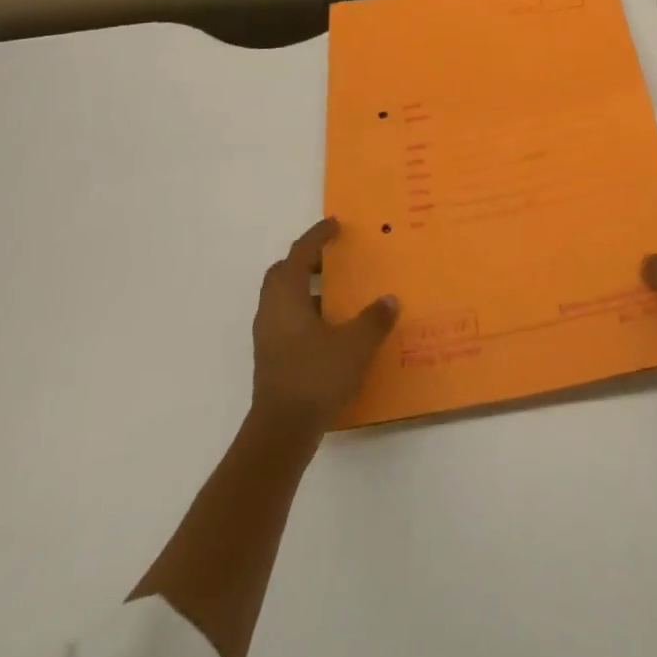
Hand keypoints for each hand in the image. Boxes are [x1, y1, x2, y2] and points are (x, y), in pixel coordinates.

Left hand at [251, 219, 397, 440]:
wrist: (281, 432)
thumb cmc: (316, 376)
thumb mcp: (355, 345)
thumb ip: (374, 319)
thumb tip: (389, 300)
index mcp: (287, 295)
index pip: (301, 253)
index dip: (318, 236)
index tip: (335, 224)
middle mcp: (271, 309)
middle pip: (283, 273)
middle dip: (306, 260)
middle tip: (333, 257)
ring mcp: (268, 336)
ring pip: (284, 298)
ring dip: (306, 289)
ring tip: (337, 293)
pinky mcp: (271, 358)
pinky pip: (287, 321)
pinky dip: (306, 313)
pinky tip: (330, 329)